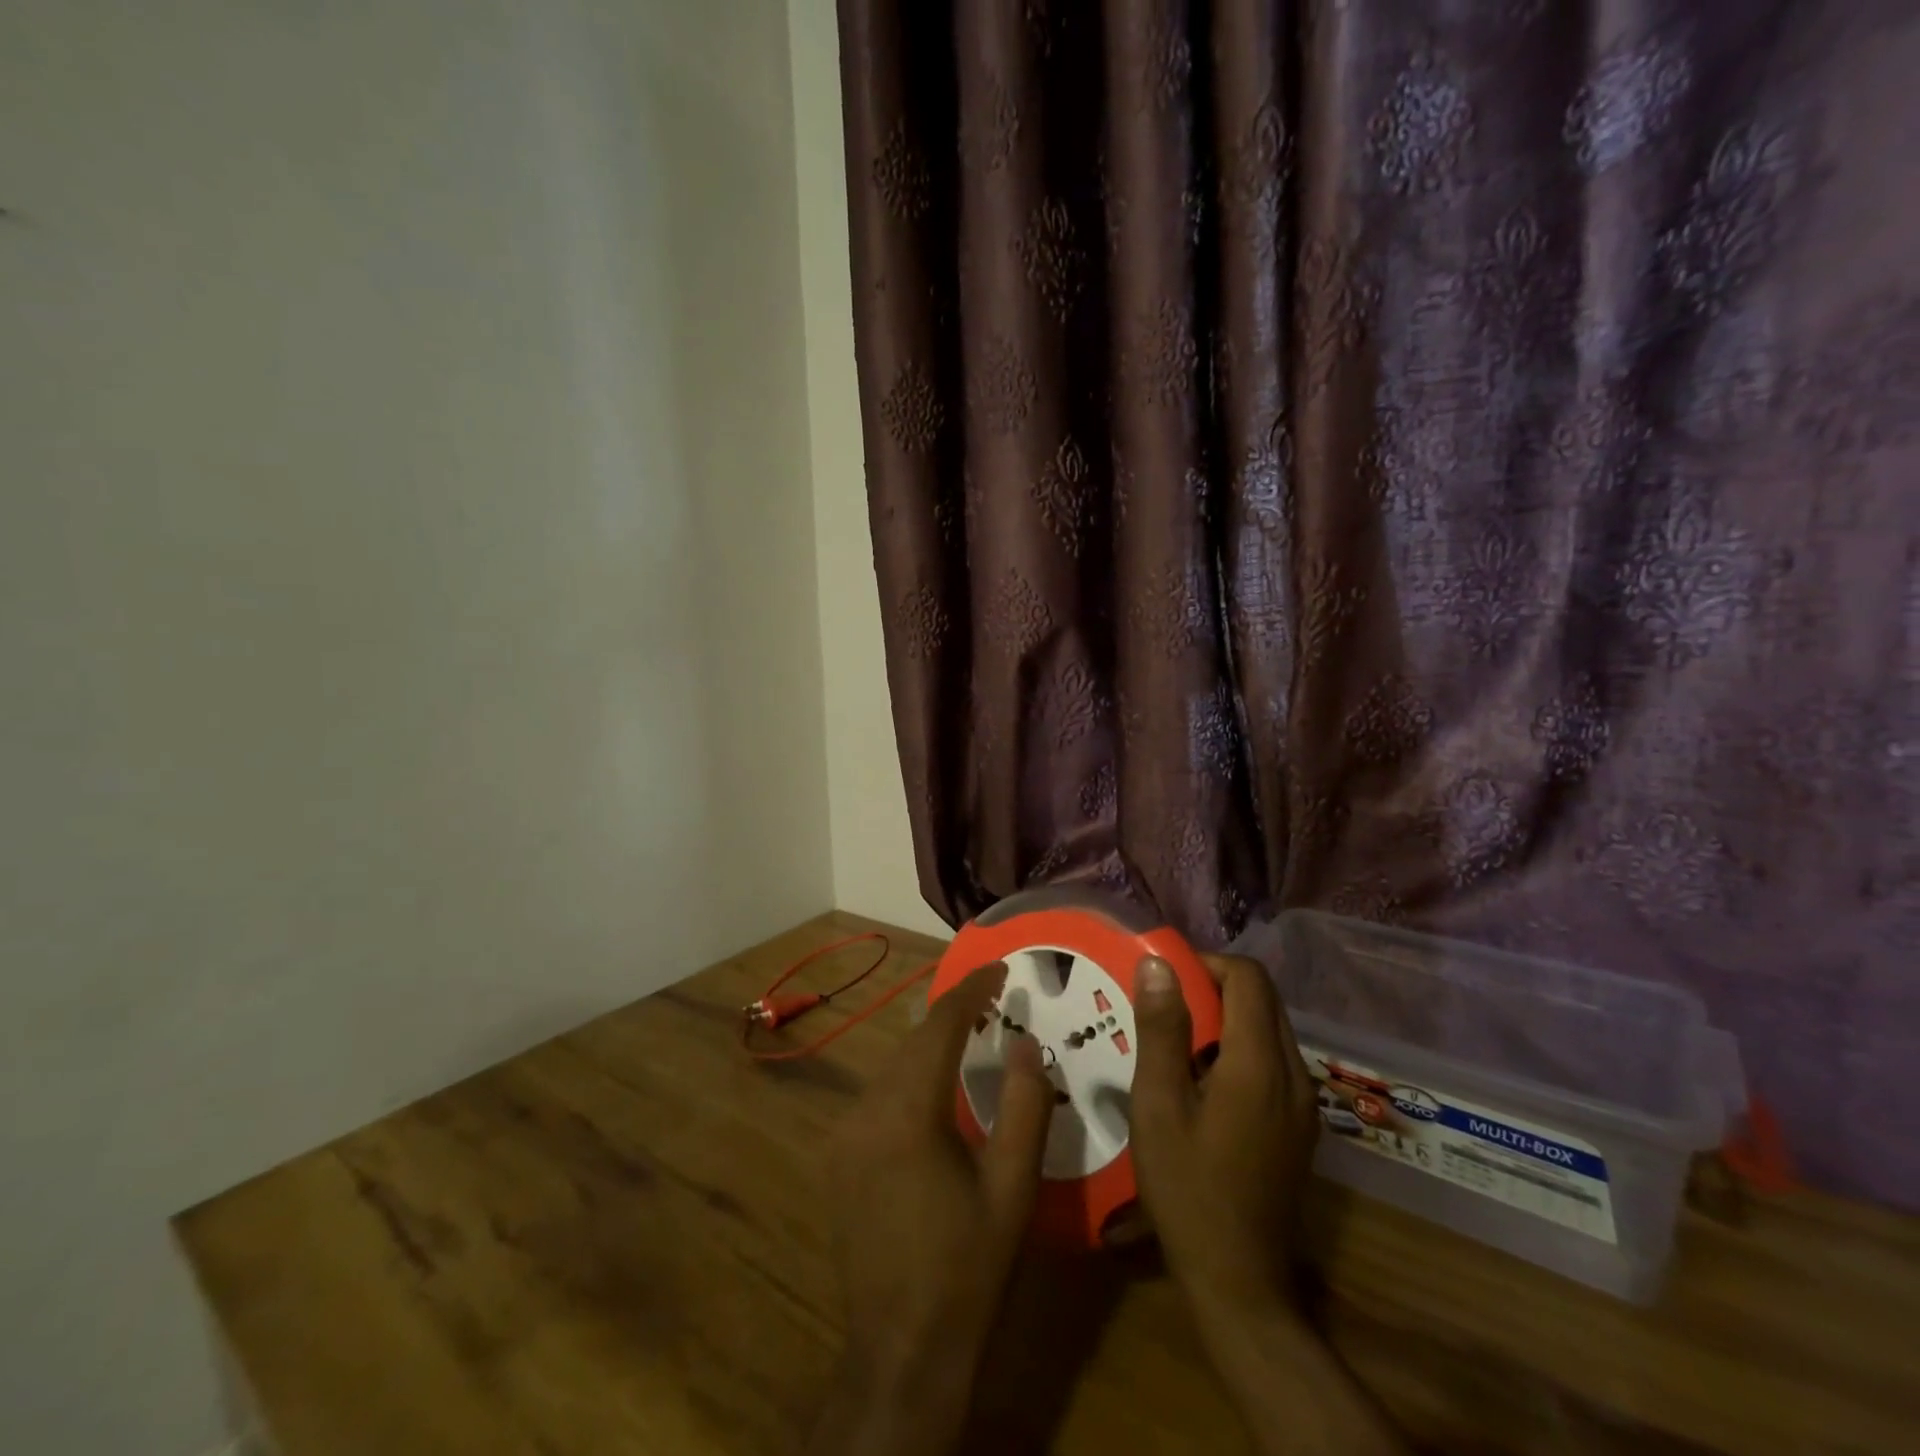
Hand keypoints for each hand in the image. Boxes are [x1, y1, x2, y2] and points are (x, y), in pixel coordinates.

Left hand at [809, 962, 1053, 1455]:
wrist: (902, 1350)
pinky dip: (911, 1077)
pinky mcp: (839, 1156)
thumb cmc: (969, 1267)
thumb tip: (1025, 1042)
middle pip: (912, 1042)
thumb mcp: (1013, 1187)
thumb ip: (1026, 1105)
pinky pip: (879, 1095)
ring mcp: (845, 1134)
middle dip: (952, 1014)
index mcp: (908, 1113)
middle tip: (993, 998)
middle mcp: (866, 1111)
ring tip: (973, 1033)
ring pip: (893, 1066)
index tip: (999, 967)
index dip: (970, 990)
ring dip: (931, 1046)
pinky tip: (937, 1087)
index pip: (939, 1027)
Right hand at [1129, 954, 1406, 1455]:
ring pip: (1269, 1029)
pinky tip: (1202, 1083)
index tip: (1164, 980)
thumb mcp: (1158, 1104)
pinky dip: (1239, 1049)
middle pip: (1262, 999)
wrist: (1239, 1282)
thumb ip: (1161, 1029)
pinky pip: (1273, 1061)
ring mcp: (1304, 1103)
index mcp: (1260, 1064)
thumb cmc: (1187, 1189)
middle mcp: (1294, 1074)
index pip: (1248, 977)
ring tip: (1176, 1043)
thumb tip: (1158, 965)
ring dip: (1225, 1019)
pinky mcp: (1301, 1126)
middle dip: (1213, 988)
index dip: (1206, 964)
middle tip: (1163, 1008)